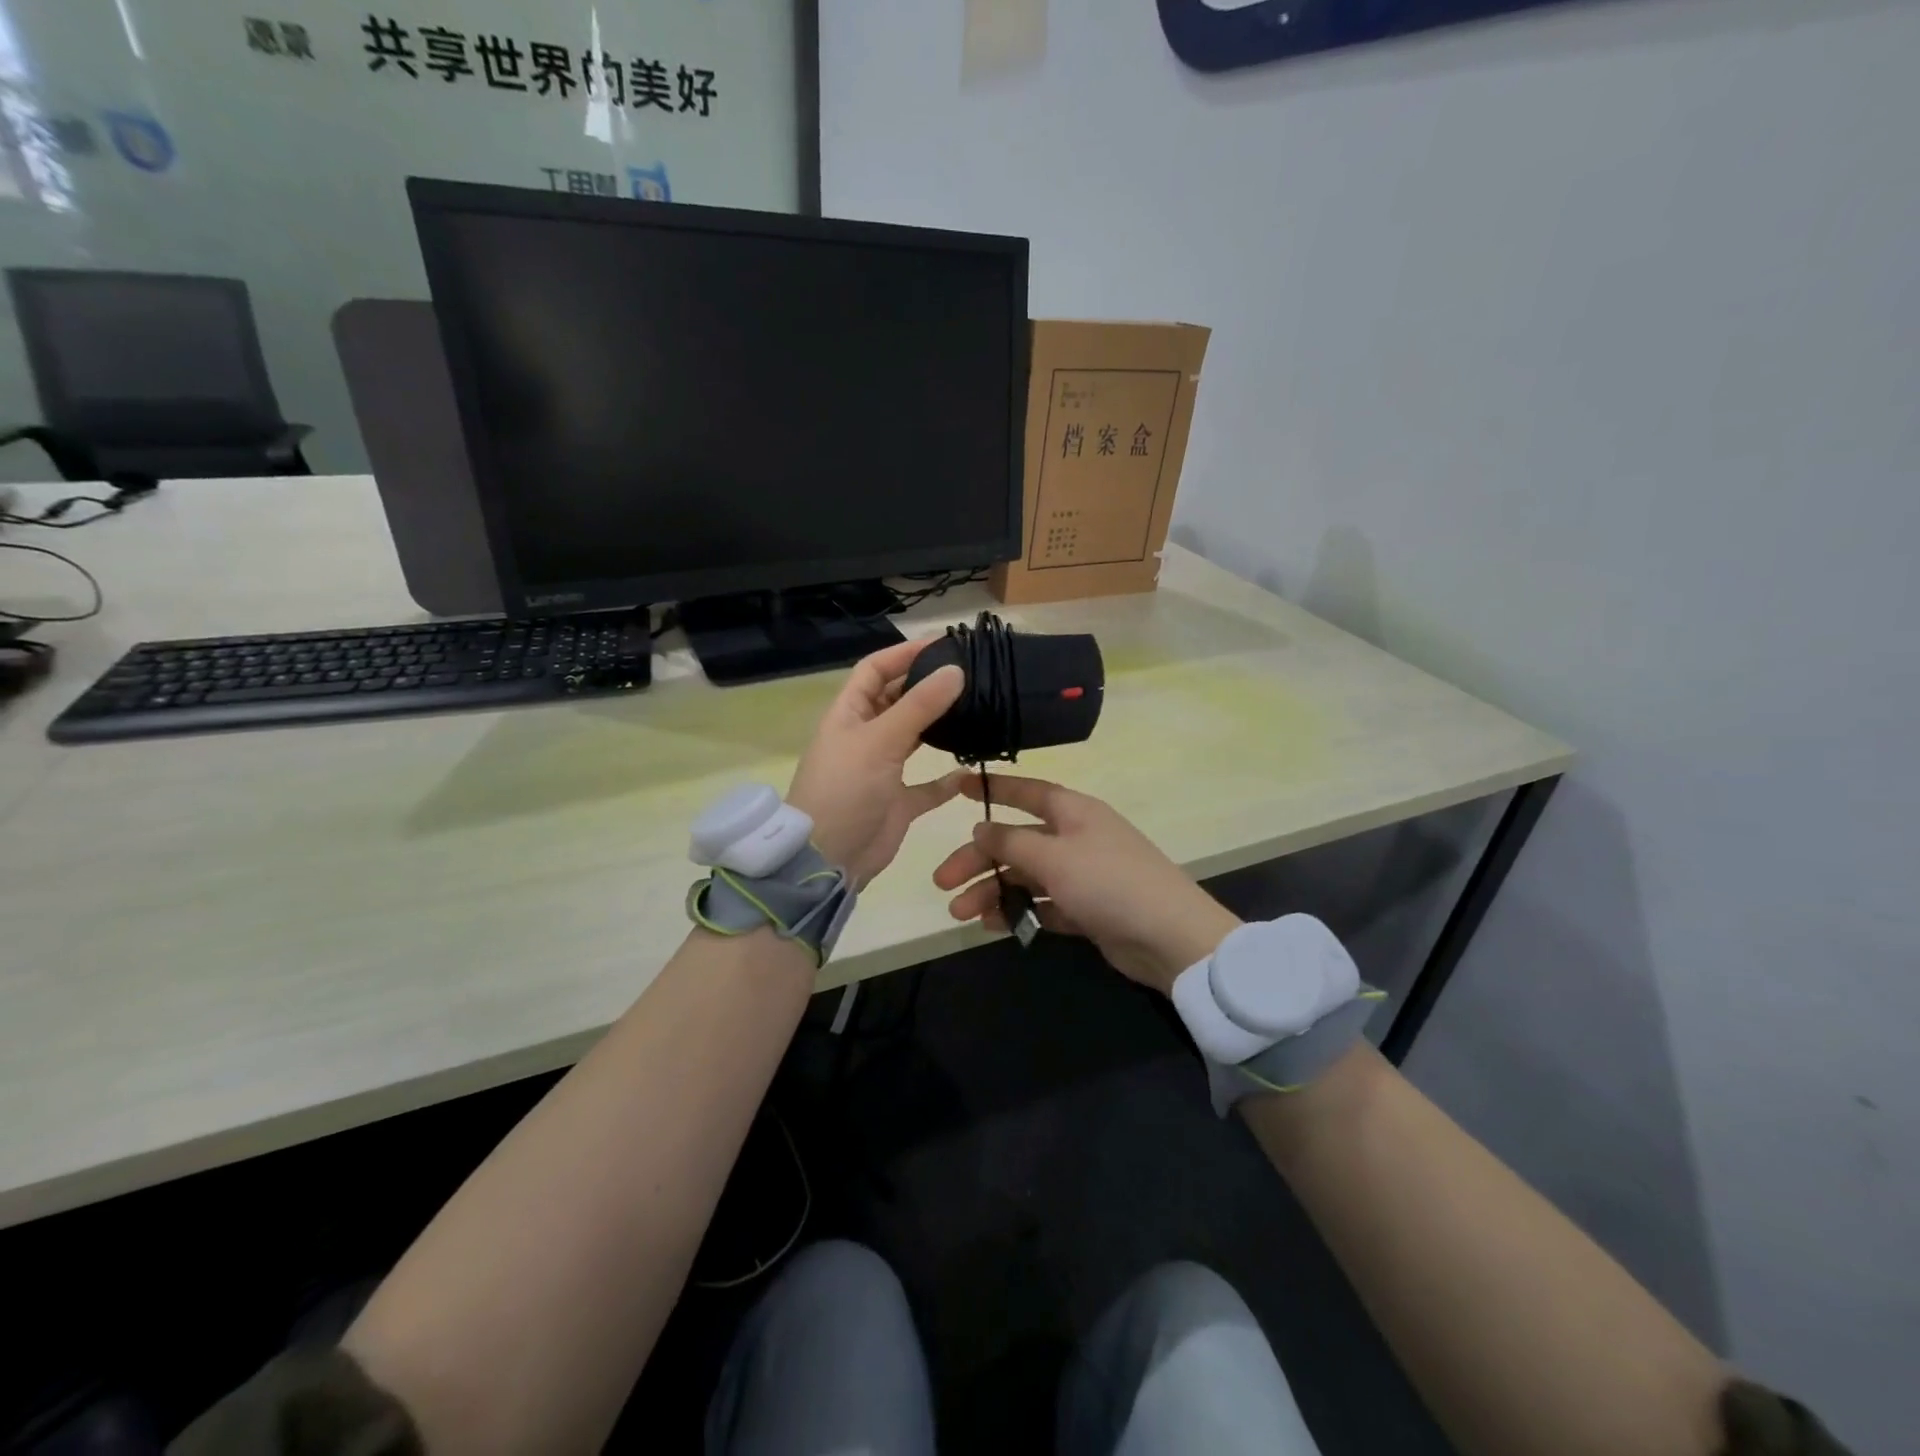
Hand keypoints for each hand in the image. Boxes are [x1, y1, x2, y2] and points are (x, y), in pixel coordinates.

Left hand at [786, 637, 967, 888]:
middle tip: (970, 675)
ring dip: (939, 726)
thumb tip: (956, 670)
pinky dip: (945, 780)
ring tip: (976, 710)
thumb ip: (919, 706)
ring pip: (914, 738)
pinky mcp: (897, 802)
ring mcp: (881, 770)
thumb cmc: (846, 789)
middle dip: (927, 685)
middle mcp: (865, 736)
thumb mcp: (880, 741)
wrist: (828, 859)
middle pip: (897, 700)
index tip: (944, 644)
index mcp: (849, 714)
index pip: (875, 670)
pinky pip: (926, 786)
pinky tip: (970, 771)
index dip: (904, 654)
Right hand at [932, 774, 1240, 995]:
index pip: (1026, 792)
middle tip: (942, 882)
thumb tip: (981, 828)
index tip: (956, 788)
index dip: (991, 790)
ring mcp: (1082, 874)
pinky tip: (993, 925)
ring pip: (1026, 876)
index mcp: (1073, 812)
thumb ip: (1011, 842)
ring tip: (961, 913)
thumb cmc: (1109, 882)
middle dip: (979, 860)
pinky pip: (1043, 904)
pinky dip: (1019, 911)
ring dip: (993, 891)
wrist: (1170, 937)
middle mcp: (1075, 837)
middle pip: (1016, 841)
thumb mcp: (1054, 857)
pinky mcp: (1087, 908)